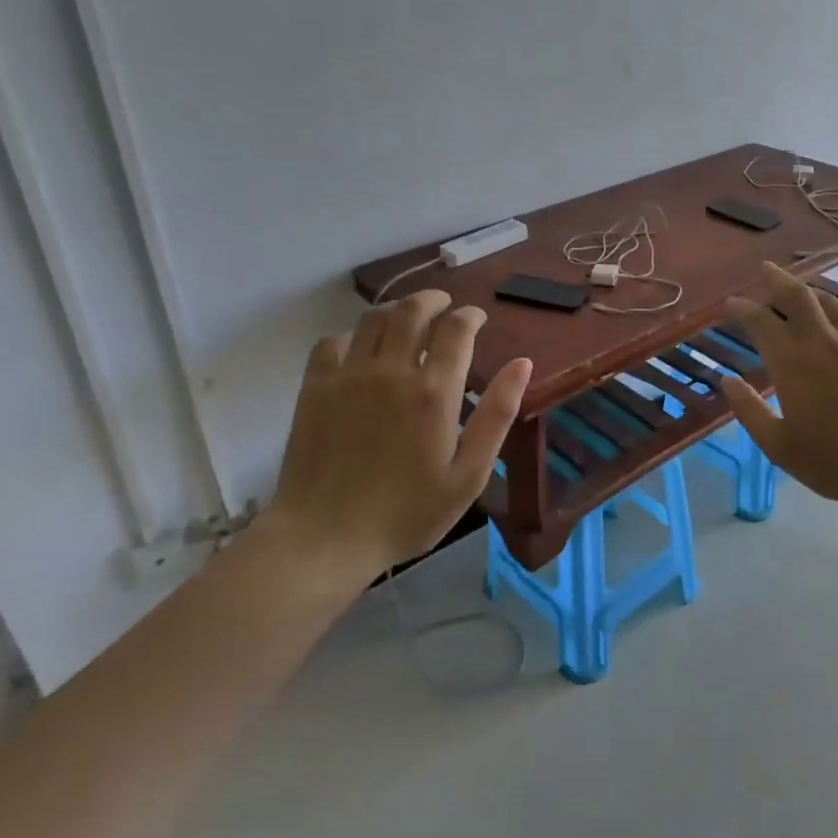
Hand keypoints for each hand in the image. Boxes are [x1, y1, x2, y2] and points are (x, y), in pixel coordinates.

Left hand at [268, 290, 531, 573]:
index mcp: (434, 391)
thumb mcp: (468, 474)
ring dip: (395, 310)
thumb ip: (497, 414)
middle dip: (433, 299)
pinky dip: (352, 335)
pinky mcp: (315, 388)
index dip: (470, 315)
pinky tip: (360, 350)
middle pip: (412, 311)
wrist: (325, 537)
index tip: (477, 318)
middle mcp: (391, 371)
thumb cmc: (407, 512)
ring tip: (407, 319)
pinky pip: (332, 342)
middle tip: (444, 304)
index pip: (456, 329)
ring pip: (373, 319)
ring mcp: (348, 376)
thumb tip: (523, 363)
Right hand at [721, 263, 837, 513]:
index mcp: (791, 362)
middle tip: (765, 269)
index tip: (730, 304)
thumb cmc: (835, 461)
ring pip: (829, 300)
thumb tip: (727, 381)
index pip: (760, 321)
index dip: (741, 308)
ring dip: (809, 292)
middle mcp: (821, 340)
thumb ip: (749, 410)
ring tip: (799, 291)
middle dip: (776, 278)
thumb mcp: (779, 446)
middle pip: (796, 294)